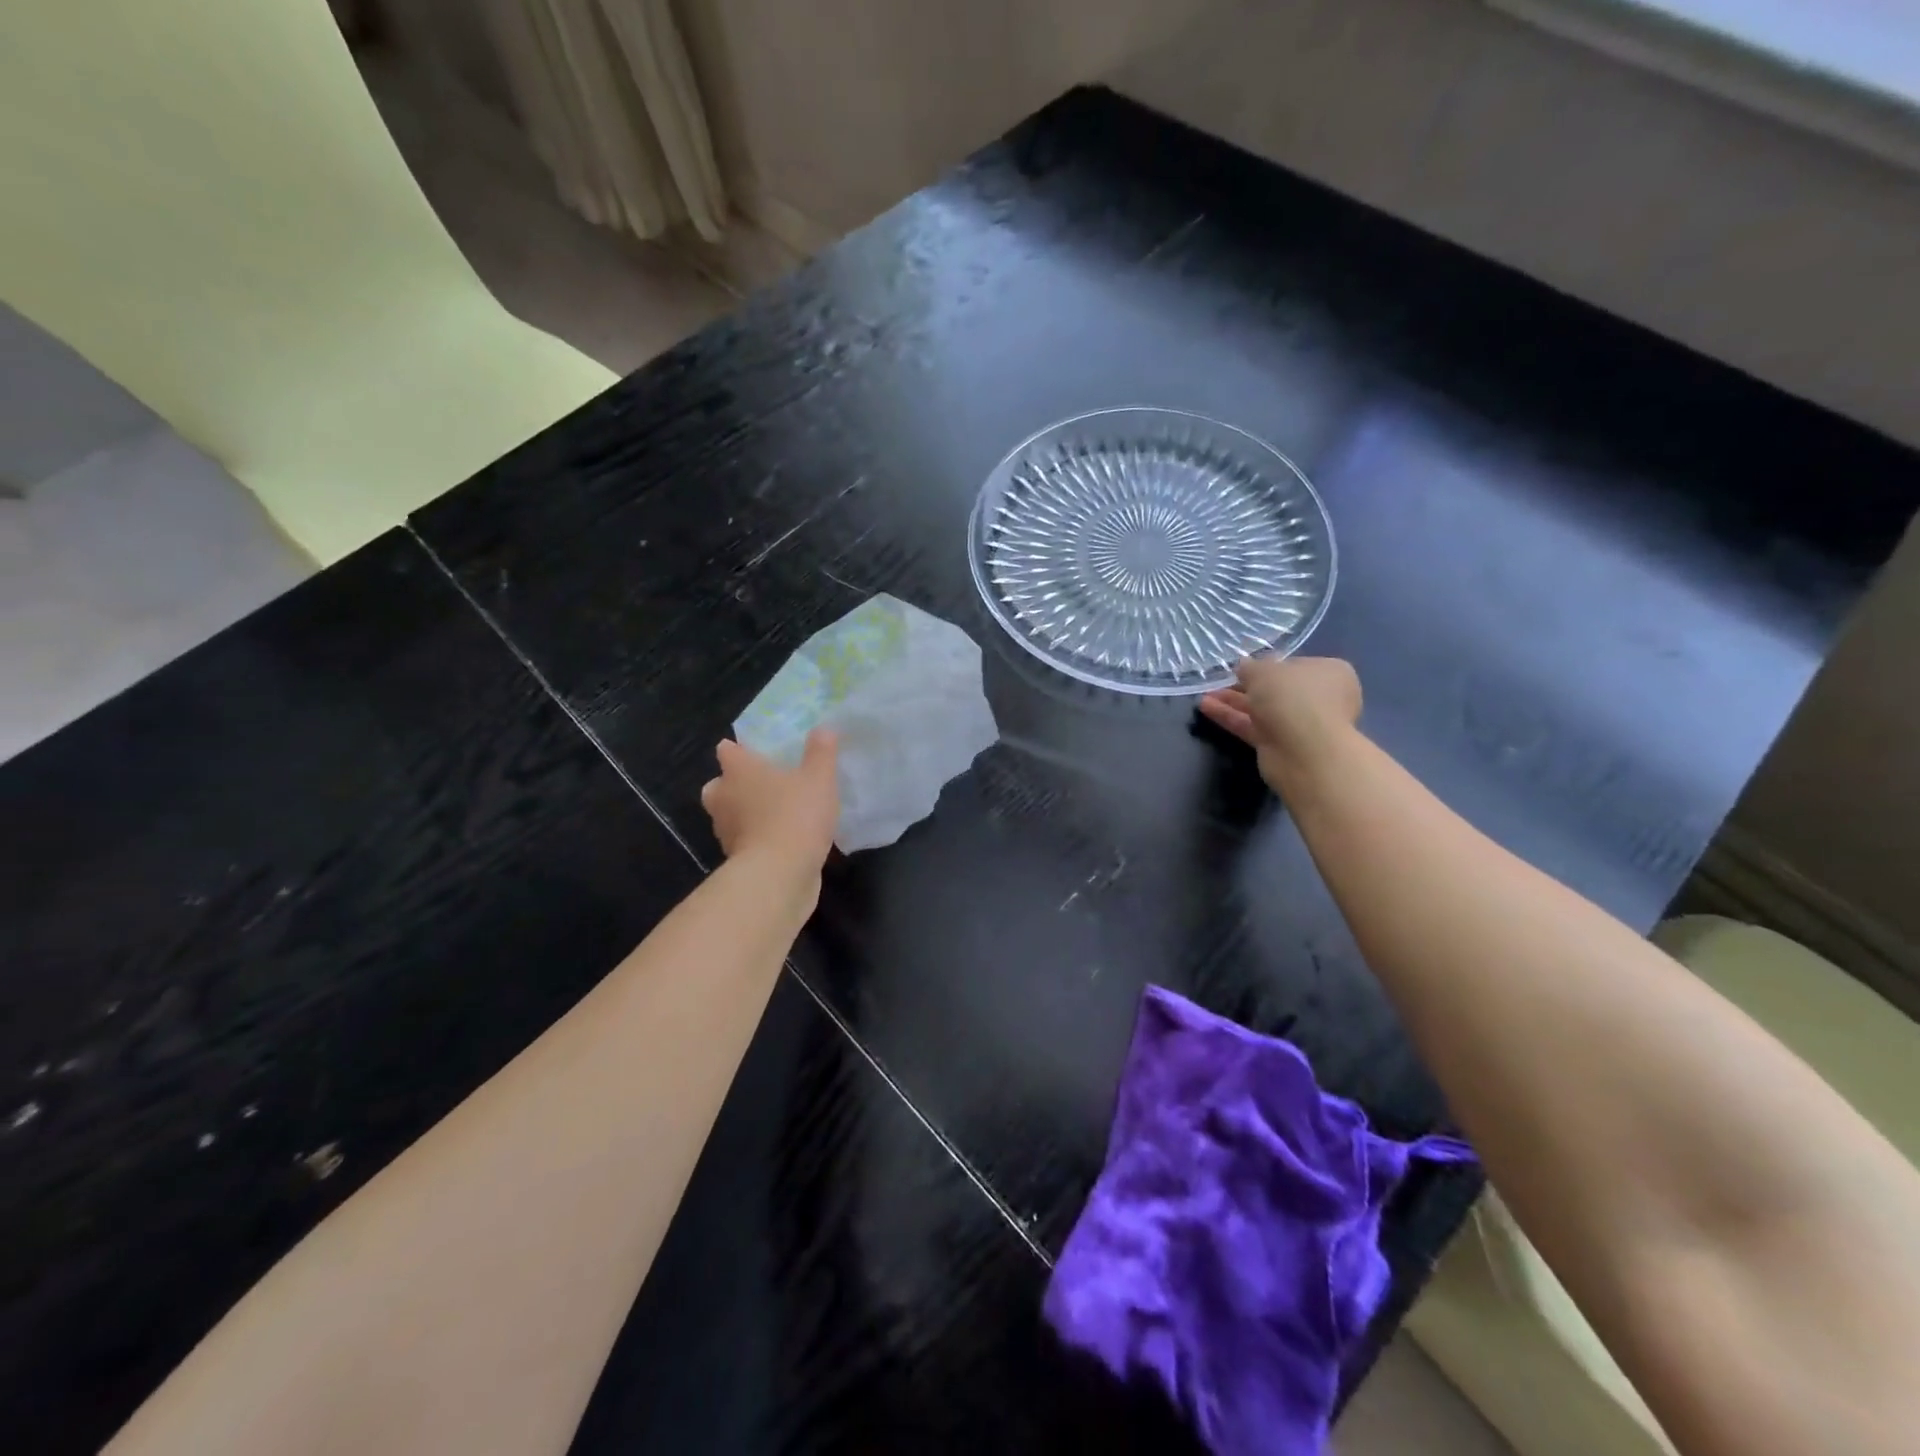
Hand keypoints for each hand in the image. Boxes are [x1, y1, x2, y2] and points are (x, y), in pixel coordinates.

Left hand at [700, 731, 839, 874]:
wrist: (779, 875)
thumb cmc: (795, 815)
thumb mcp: (819, 778)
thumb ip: (821, 752)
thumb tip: (823, 729)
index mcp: (738, 771)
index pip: (728, 750)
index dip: (739, 749)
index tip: (757, 751)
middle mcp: (724, 797)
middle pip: (720, 785)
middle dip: (734, 784)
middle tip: (763, 783)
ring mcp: (726, 831)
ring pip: (730, 815)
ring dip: (746, 813)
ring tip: (777, 812)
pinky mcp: (736, 859)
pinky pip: (746, 840)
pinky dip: (758, 838)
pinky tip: (783, 838)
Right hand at [1198, 656, 1362, 793]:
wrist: (1304, 751)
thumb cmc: (1293, 697)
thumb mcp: (1264, 671)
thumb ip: (1250, 667)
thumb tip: (1243, 666)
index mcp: (1329, 673)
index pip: (1295, 665)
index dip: (1268, 665)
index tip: (1243, 667)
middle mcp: (1319, 698)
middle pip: (1276, 689)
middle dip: (1245, 686)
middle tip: (1219, 681)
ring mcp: (1300, 724)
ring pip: (1262, 709)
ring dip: (1233, 702)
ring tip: (1205, 695)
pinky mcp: (1281, 746)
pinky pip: (1253, 727)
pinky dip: (1231, 718)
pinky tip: (1206, 708)